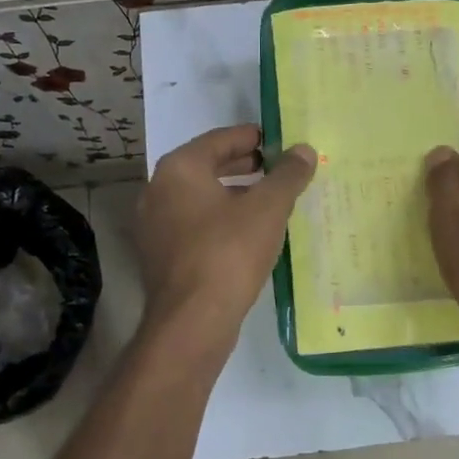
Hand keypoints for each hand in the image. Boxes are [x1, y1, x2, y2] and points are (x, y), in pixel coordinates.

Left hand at [136, 124, 316, 344]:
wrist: (192, 321)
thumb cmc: (229, 252)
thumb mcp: (268, 208)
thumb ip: (288, 175)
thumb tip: (304, 150)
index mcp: (179, 169)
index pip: (219, 139)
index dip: (252, 137)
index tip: (279, 141)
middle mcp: (158, 190)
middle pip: (207, 167)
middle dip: (244, 166)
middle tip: (277, 168)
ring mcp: (154, 225)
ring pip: (200, 198)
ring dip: (234, 195)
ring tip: (269, 200)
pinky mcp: (160, 255)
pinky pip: (195, 225)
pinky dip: (220, 220)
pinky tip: (248, 233)